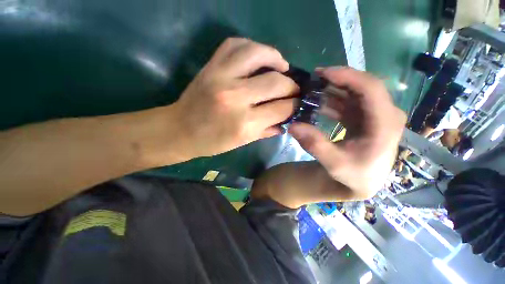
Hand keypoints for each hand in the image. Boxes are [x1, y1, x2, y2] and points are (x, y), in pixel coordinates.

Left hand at [171, 38, 298, 157]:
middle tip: (293, 89)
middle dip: (291, 86)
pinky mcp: (211, 66)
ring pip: (258, 54)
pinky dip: (252, 47)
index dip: (294, 105)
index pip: (281, 108)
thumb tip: (286, 122)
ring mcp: (222, 77)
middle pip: (276, 82)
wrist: (180, 130)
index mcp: (245, 123)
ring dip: (276, 58)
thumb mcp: (243, 142)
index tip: (298, 103)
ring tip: (282, 67)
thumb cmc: (212, 142)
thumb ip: (267, 130)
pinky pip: (235, 44)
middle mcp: (236, 97)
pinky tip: (259, 57)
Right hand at [251, 67, 405, 207]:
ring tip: (311, 91)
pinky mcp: (365, 117)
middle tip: (312, 80)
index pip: (370, 88)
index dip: (346, 76)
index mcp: (385, 123)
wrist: (362, 181)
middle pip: (362, 86)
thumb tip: (292, 126)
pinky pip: (348, 102)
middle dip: (337, 80)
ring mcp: (375, 114)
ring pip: (354, 93)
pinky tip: (317, 103)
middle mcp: (384, 113)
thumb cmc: (354, 174)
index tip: (322, 73)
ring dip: (332, 90)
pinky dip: (332, 100)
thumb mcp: (334, 163)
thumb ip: (314, 144)